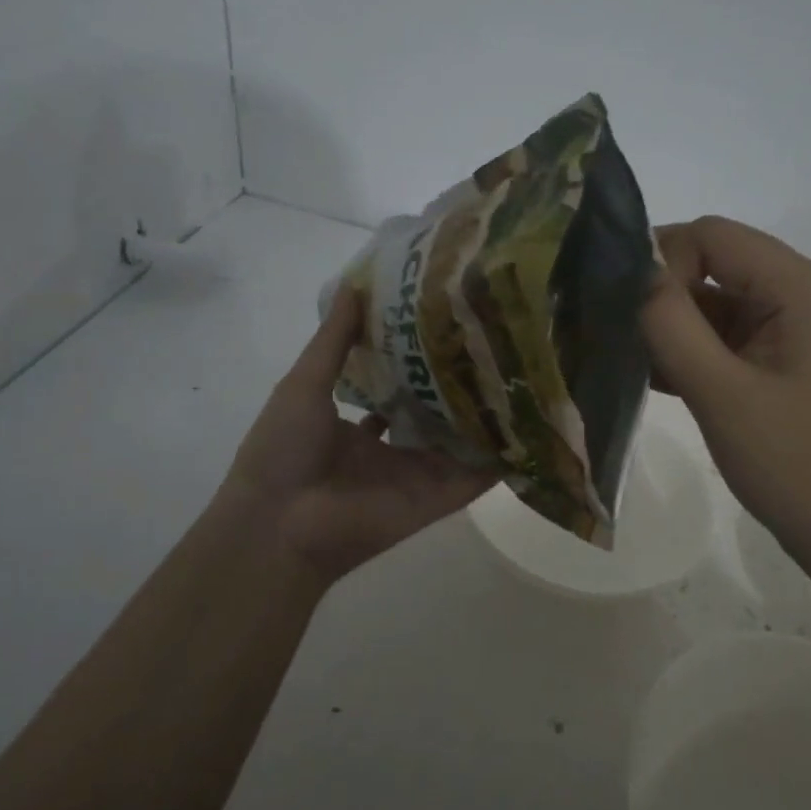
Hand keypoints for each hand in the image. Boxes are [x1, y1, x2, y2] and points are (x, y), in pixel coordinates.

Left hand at [222, 290, 495, 586]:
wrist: (279, 524)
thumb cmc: (282, 449)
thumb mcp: (304, 384)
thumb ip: (334, 339)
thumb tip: (354, 285)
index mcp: (354, 428)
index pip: (394, 391)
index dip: (416, 363)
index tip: (444, 328)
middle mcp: (388, 451)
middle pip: (430, 416)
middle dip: (455, 387)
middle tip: (490, 345)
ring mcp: (415, 477)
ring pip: (459, 443)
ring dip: (484, 418)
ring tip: (520, 374)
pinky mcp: (436, 499)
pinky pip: (475, 477)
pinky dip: (502, 459)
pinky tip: (531, 426)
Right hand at [642, 216, 810, 571]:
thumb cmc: (798, 469)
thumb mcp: (723, 395)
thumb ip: (672, 326)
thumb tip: (632, 274)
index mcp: (806, 291)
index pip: (717, 236)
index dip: (662, 258)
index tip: (623, 306)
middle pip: (722, 266)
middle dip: (664, 294)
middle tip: (613, 330)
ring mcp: (807, 336)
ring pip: (725, 307)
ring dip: (677, 327)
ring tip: (627, 357)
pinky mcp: (797, 369)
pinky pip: (738, 342)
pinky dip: (699, 353)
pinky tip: (657, 377)